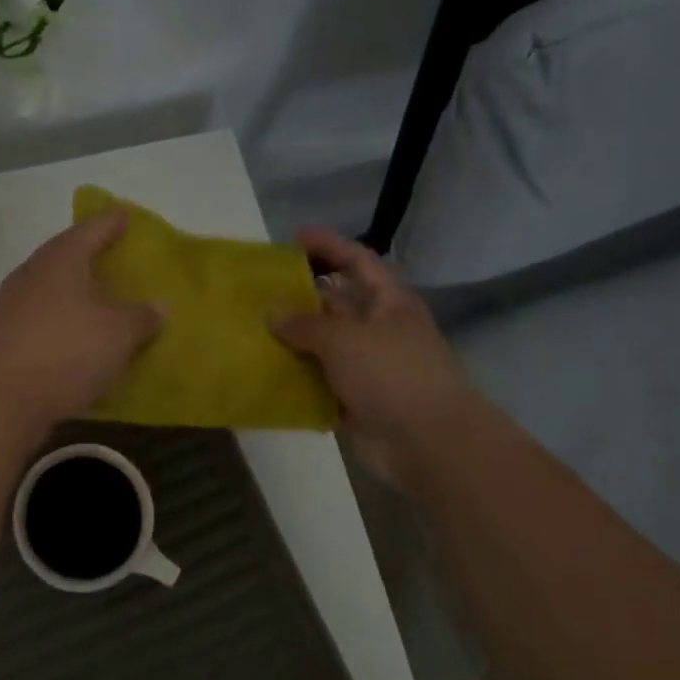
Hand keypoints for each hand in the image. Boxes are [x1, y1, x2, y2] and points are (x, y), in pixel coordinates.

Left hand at [0, 211, 162, 426]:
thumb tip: (159, 307)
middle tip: (119, 261)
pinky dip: (65, 326)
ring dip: (78, 296)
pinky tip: (82, 342)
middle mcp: (33, 274)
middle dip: (92, 258)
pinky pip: (45, 322)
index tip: (127, 216)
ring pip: (53, 291)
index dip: (112, 221)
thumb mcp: (118, 332)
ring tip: (105, 304)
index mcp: (61, 258)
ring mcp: (13, 307)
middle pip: (67, 257)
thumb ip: (142, 316)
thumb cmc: (65, 350)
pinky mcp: (5, 340)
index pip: (92, 228)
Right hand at [272, 227, 474, 484]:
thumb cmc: (392, 374)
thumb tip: (273, 314)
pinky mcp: (354, 401)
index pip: (358, 262)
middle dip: (300, 296)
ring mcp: (367, 368)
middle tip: (258, 289)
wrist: (429, 443)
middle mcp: (378, 330)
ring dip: (292, 340)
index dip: (330, 245)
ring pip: (323, 346)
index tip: (295, 235)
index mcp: (389, 303)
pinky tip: (262, 373)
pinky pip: (318, 383)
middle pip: (336, 304)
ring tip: (250, 329)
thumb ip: (305, 324)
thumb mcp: (345, 339)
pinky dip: (295, 379)